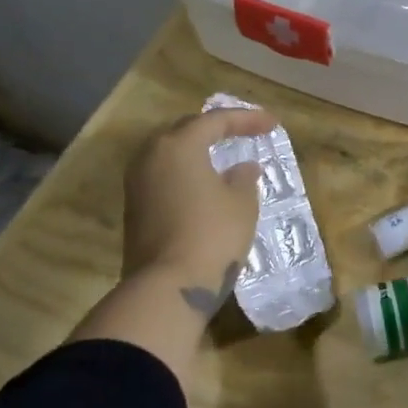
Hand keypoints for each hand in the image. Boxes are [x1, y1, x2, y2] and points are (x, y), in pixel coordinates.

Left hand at [122, 106, 276, 315]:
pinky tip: (205, 183)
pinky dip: (186, 172)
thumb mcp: (242, 203)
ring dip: (197, 150)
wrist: (167, 288)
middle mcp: (151, 156)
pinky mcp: (135, 209)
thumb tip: (242, 169)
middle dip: (215, 128)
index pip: (215, 121)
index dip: (247, 119)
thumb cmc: (212, 235)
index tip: (272, 124)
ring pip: (170, 153)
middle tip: (242, 132)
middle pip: (185, 130)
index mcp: (179, 146)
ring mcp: (137, 184)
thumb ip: (244, 178)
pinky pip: (163, 176)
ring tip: (223, 155)